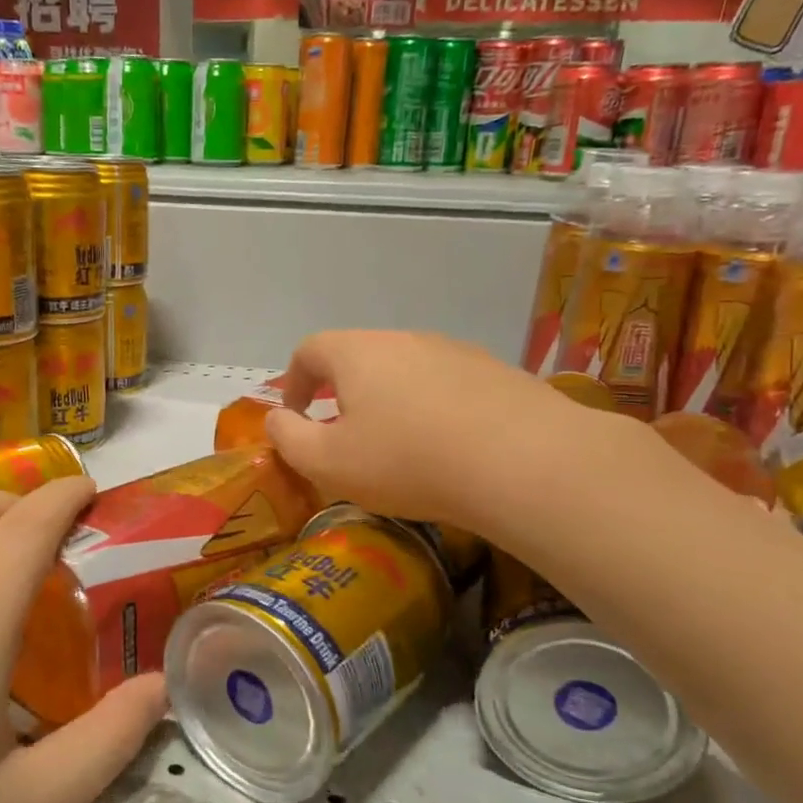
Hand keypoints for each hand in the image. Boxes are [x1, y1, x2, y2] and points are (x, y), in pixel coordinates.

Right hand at [265, 329, 617, 537]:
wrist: (524, 462)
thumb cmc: (407, 461)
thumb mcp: (328, 463)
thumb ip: (288, 438)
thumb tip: (278, 420)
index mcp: (357, 353)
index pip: (309, 350)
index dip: (293, 381)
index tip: (294, 416)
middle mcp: (404, 339)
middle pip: (359, 357)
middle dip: (342, 393)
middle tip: (344, 436)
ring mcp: (454, 351)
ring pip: (405, 371)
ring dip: (390, 401)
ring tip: (398, 447)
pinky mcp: (496, 373)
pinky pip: (448, 386)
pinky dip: (433, 410)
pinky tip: (448, 449)